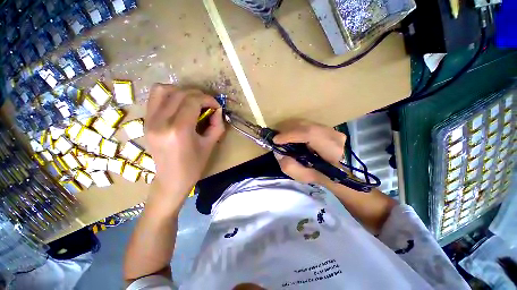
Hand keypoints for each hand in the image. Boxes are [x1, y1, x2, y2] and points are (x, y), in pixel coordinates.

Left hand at [145, 84, 224, 208]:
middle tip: (207, 104)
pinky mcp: (146, 122)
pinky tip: (179, 105)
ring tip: (192, 101)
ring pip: (162, 90)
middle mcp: (160, 122)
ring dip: (181, 91)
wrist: (171, 180)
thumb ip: (217, 125)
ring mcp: (149, 121)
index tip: (216, 106)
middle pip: (179, 93)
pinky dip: (169, 95)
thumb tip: (217, 110)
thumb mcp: (210, 145)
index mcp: (178, 130)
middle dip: (198, 95)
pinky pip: (154, 98)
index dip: (207, 99)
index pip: (192, 101)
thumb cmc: (193, 166)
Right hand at [273, 119, 345, 184]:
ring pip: (306, 124)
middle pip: (306, 126)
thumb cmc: (318, 175)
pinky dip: (296, 129)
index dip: (291, 135)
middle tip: (277, 139)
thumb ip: (289, 166)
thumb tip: (278, 152)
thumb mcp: (302, 176)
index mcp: (331, 150)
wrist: (334, 171)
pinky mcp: (327, 127)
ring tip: (283, 138)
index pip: (311, 134)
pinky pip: (307, 125)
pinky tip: (291, 136)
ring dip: (291, 129)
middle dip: (288, 132)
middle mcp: (334, 136)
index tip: (276, 140)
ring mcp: (331, 129)